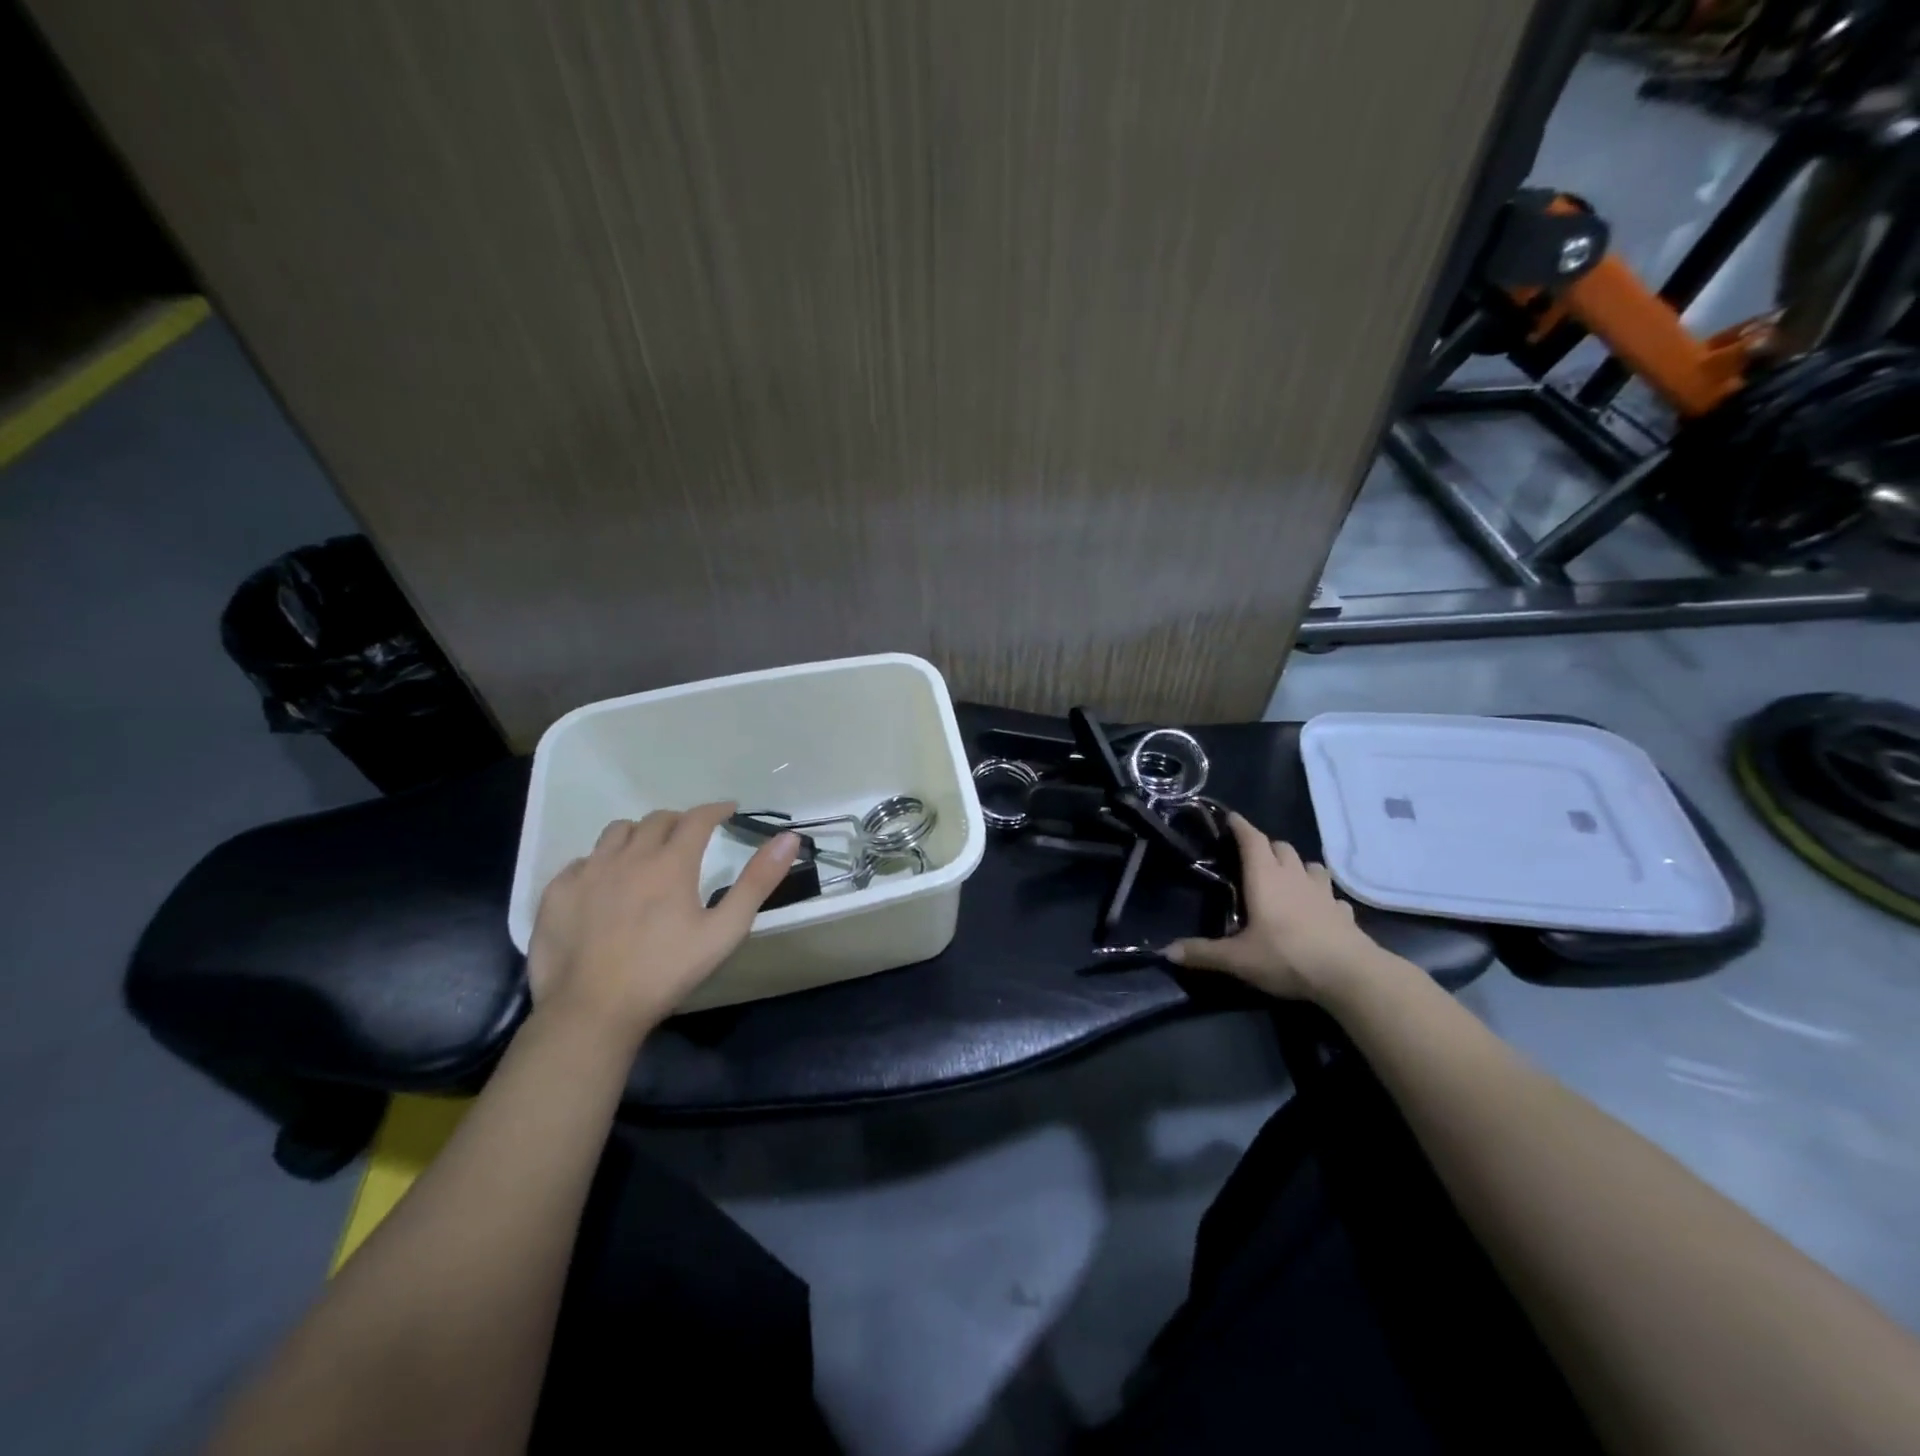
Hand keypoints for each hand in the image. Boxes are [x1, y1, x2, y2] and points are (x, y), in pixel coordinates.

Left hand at [527, 802, 798, 1045]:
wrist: (591, 1010)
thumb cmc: (665, 972)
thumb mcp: (724, 931)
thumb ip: (757, 882)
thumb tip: (789, 838)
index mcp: (671, 862)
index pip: (697, 818)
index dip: (716, 810)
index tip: (729, 810)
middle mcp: (628, 855)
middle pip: (657, 819)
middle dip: (680, 821)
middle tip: (691, 836)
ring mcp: (588, 871)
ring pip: (617, 832)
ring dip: (639, 834)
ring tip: (647, 853)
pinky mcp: (557, 892)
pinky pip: (582, 860)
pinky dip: (601, 862)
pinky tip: (606, 884)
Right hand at [1166, 812, 1378, 1000]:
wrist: (1349, 975)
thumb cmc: (1286, 956)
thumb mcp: (1238, 959)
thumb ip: (1203, 953)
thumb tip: (1167, 951)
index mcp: (1264, 878)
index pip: (1252, 839)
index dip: (1240, 826)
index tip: (1230, 817)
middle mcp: (1293, 877)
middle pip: (1281, 847)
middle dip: (1266, 846)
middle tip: (1252, 857)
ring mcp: (1322, 893)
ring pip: (1310, 865)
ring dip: (1296, 866)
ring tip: (1287, 878)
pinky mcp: (1343, 912)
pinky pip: (1331, 896)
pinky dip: (1321, 896)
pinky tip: (1317, 910)